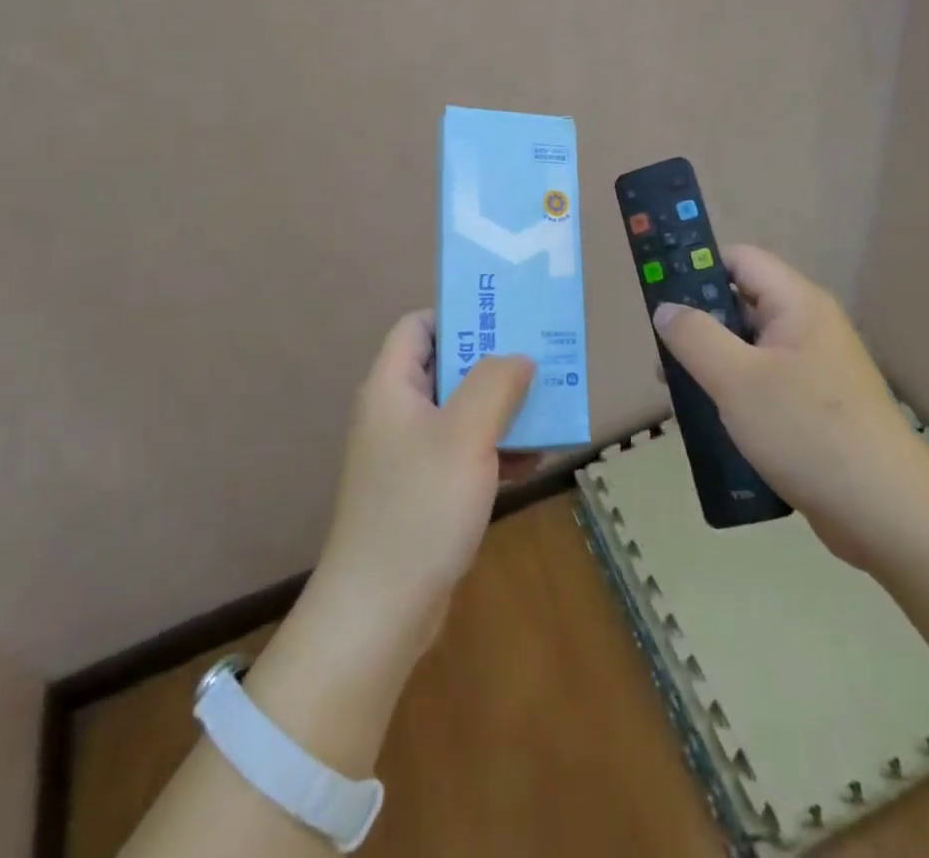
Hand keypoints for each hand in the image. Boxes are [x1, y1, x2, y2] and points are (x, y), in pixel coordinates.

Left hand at [312, 311, 535, 649]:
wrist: (380, 611)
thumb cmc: (420, 507)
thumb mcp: (466, 435)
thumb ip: (496, 384)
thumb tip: (519, 357)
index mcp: (393, 387)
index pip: (419, 326)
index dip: (458, 316)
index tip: (505, 323)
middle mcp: (396, 413)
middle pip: (447, 367)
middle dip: (494, 366)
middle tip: (541, 362)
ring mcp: (409, 454)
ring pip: (461, 412)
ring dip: (502, 410)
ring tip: (548, 412)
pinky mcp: (423, 490)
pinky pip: (463, 452)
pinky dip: (495, 450)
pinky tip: (532, 463)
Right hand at [653, 245, 928, 565]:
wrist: (886, 513)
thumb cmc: (807, 431)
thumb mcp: (737, 379)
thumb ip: (694, 336)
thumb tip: (665, 308)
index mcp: (797, 304)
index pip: (740, 260)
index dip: (698, 267)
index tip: (660, 295)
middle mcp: (808, 328)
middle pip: (742, 304)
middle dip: (699, 325)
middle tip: (661, 354)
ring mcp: (814, 370)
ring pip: (749, 350)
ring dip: (712, 365)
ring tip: (677, 394)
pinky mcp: (815, 408)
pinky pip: (764, 384)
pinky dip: (734, 394)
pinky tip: (711, 422)